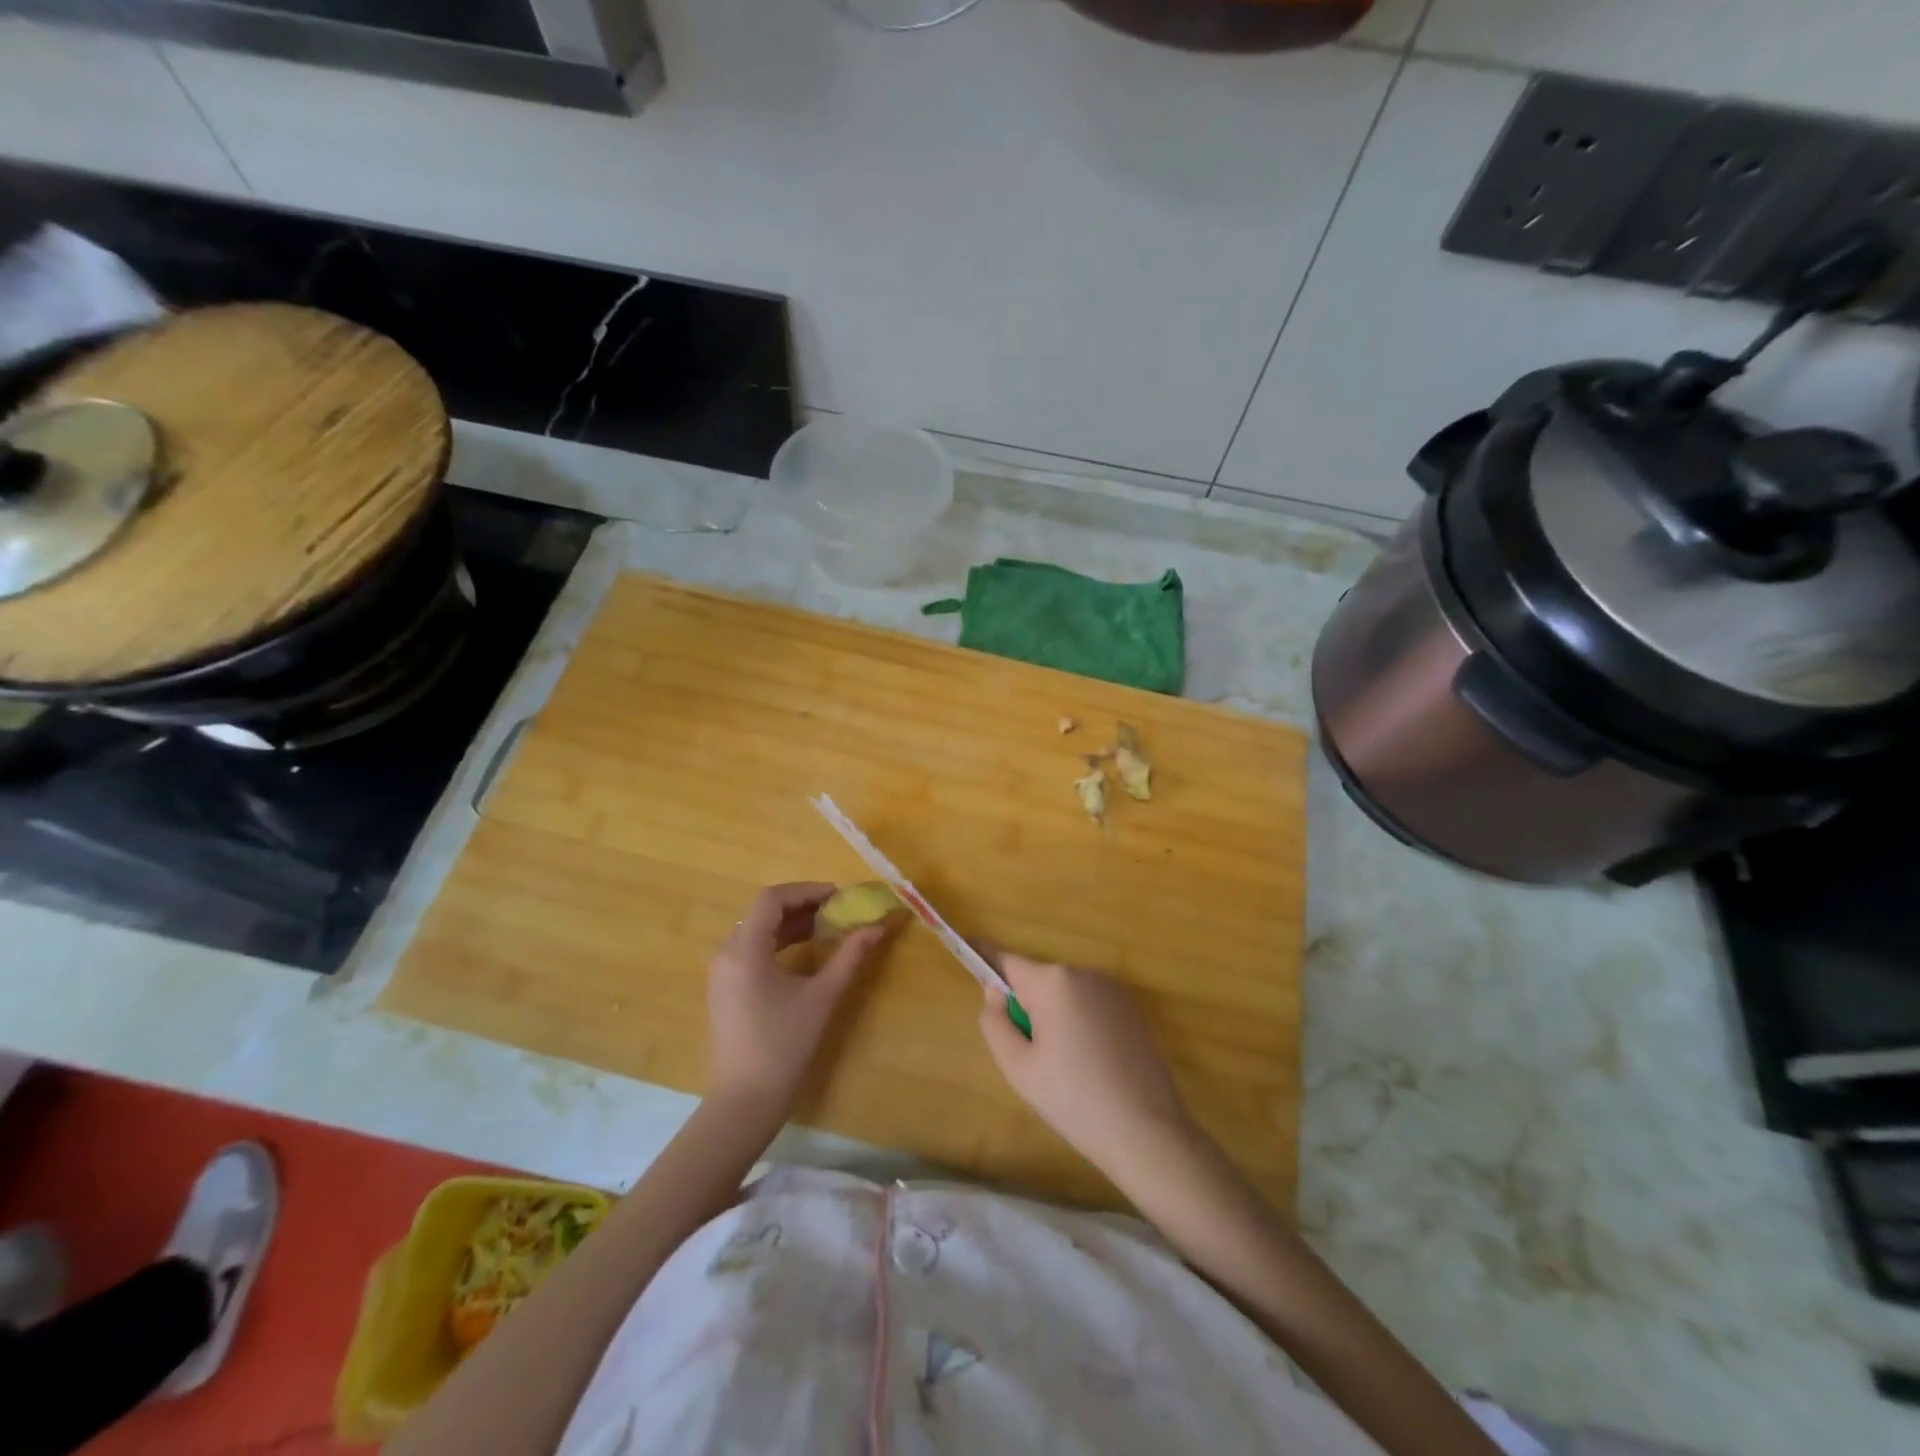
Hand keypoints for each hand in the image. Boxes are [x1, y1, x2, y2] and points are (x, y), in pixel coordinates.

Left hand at [707, 883, 885, 1120]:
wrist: (745, 1102)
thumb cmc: (784, 1046)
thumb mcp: (822, 998)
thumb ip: (849, 957)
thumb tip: (877, 928)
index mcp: (745, 950)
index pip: (772, 899)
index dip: (806, 891)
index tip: (838, 897)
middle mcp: (727, 953)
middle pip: (762, 912)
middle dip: (801, 905)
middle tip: (837, 910)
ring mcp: (722, 973)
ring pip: (756, 930)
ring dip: (790, 923)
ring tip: (826, 928)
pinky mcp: (725, 990)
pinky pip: (751, 950)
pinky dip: (778, 942)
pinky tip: (803, 953)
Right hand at [977, 954, 1191, 1181]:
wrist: (1147, 1131)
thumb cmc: (1074, 1100)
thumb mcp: (1019, 1068)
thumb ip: (995, 1023)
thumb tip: (994, 992)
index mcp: (1052, 983)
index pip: (1007, 959)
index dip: (984, 956)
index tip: (967, 947)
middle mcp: (1083, 972)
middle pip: (1037, 980)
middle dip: (1026, 1004)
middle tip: (1030, 1055)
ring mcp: (1112, 988)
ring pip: (1064, 993)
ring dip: (1054, 1015)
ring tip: (1066, 1066)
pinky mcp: (1131, 1006)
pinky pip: (1089, 1003)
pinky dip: (1079, 1021)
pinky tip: (1091, 1063)